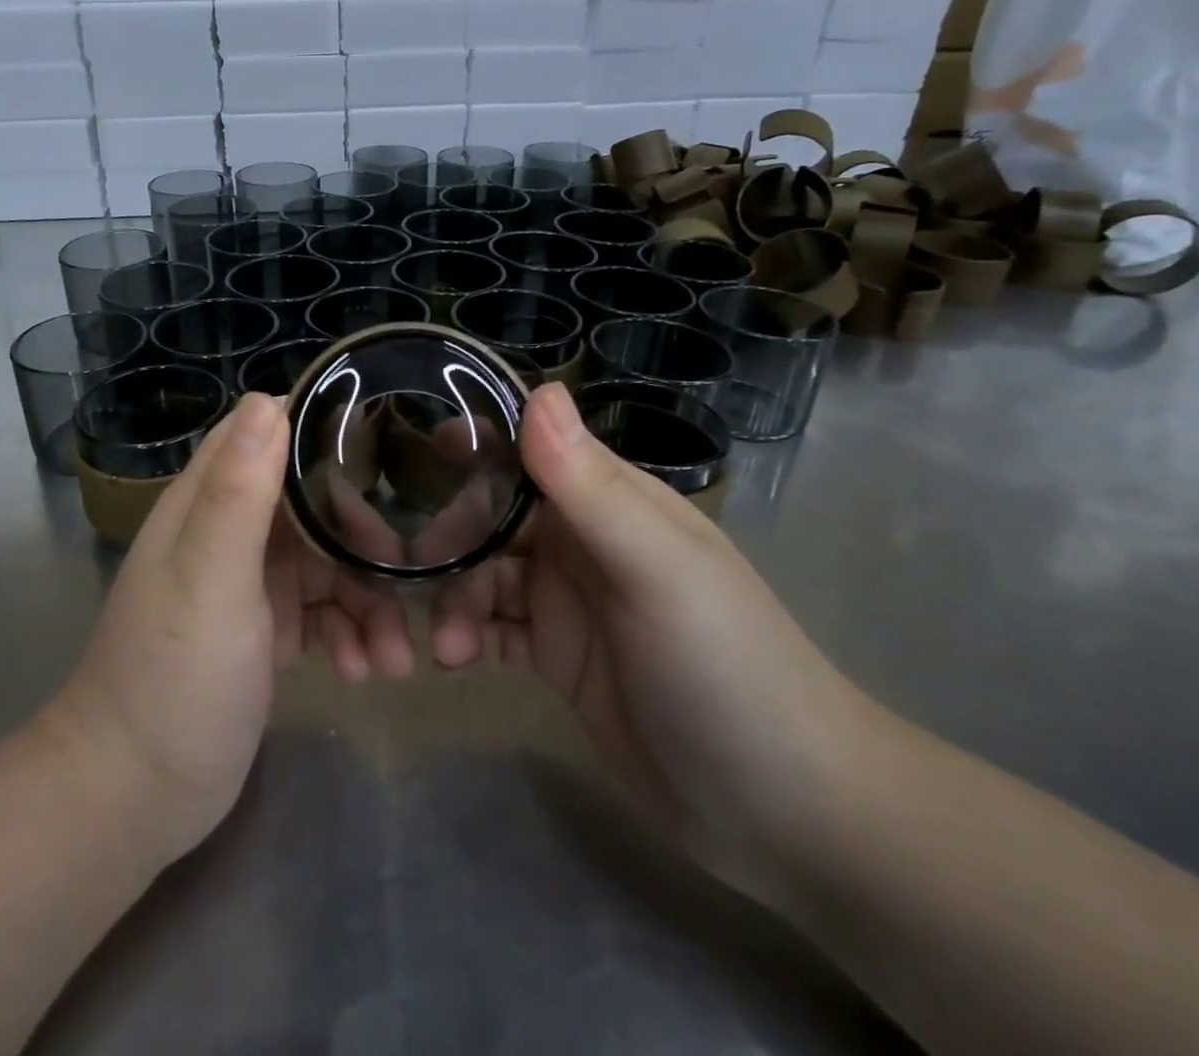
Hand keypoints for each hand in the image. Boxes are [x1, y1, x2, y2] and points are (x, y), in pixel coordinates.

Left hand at [44, 393, 414, 865]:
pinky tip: (364, 672)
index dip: (325, 433)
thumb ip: (239, 492)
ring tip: (396, 658)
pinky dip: (350, 634)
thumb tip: (267, 400)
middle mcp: (231, 531)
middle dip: (363, 539)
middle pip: (314, 503)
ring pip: (327, 562)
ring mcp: (250, 581)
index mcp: (209, 502)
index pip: (269, 435)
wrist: (133, 798)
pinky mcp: (266, 628)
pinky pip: (323, 611)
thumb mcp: (210, 581)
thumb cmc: (172, 680)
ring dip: (367, 601)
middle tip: (405, 577)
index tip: (385, 447)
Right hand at [429, 384, 877, 903]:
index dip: (479, 443)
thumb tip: (539, 388)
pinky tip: (452, 662)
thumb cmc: (726, 666)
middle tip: (415, 575)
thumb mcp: (658, 570)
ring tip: (444, 646)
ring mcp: (568, 600)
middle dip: (452, 539)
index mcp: (611, 501)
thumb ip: (591, 485)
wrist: (783, 810)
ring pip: (484, 573)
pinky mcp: (555, 655)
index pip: (532, 450)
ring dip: (454, 598)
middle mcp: (584, 540)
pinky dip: (466, 636)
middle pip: (493, 515)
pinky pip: (492, 627)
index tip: (423, 450)